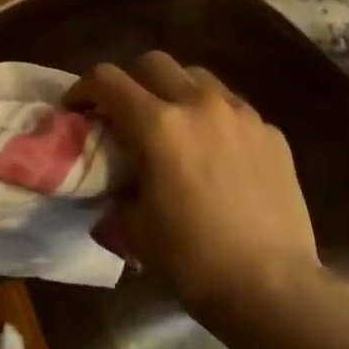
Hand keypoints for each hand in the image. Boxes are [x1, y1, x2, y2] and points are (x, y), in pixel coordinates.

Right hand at [70, 53, 320, 316]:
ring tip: (173, 124)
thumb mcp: (134, 225)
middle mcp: (198, 104)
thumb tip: (118, 178)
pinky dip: (213, 116)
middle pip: (153, 62)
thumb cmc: (192, 259)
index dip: (83, 89)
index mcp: (157, 124)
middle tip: (124, 113)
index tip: (76, 109)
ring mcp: (241, 114)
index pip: (107, 80)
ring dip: (174, 91)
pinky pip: (233, 107)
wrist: (272, 286)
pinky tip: (215, 152)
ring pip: (197, 77)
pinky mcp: (271, 131)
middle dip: (130, 81)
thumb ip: (118, 187)